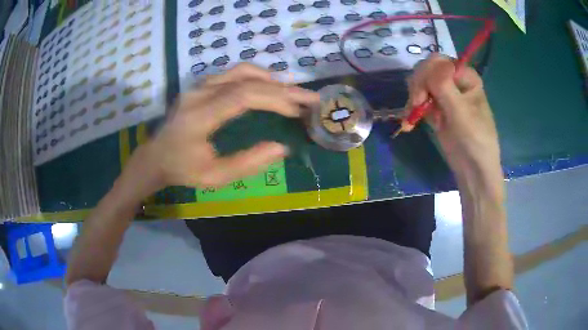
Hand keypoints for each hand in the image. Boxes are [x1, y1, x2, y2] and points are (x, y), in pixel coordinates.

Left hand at [123, 64, 319, 197]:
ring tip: (291, 92)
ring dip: (270, 79)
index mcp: (200, 116)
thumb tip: (282, 148)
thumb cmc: (182, 170)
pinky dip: (256, 77)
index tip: (298, 110)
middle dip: (282, 88)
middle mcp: (199, 93)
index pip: (243, 96)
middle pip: (246, 80)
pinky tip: (268, 87)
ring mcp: (198, 86)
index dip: (275, 98)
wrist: (155, 157)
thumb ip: (248, 163)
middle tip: (309, 97)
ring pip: (240, 71)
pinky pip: (232, 74)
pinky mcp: (200, 85)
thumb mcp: (214, 177)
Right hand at [406, 54, 501, 182]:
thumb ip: (445, 86)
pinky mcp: (436, 107)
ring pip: (420, 83)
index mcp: (465, 76)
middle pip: (426, 70)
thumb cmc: (474, 139)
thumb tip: (429, 63)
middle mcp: (454, 80)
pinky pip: (418, 99)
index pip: (438, 61)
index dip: (426, 74)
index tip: (421, 96)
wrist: (473, 169)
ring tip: (412, 116)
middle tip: (416, 105)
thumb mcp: (461, 112)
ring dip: (413, 98)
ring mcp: (444, 94)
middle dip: (418, 86)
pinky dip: (412, 109)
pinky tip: (410, 122)